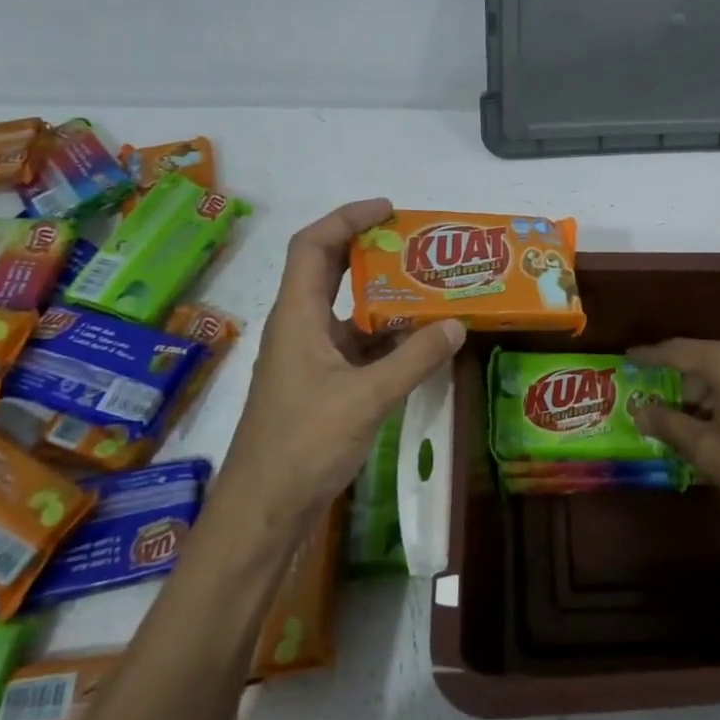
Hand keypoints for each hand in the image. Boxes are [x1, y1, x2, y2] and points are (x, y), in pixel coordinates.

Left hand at [222, 199, 463, 527]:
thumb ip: (413, 360)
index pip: (313, 246)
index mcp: (297, 316)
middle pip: (329, 271)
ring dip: (383, 299)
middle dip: (369, 251)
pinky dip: (385, 339)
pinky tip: (418, 345)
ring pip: (346, 312)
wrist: (263, 510)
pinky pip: (355, 346)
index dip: (347, 218)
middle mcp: (299, 328)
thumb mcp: (367, 398)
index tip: (388, 209)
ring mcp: (308, 358)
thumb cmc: (304, 445)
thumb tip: (456, 325)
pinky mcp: (319, 386)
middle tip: (415, 245)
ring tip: (429, 291)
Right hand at [630, 339, 719, 547]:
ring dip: (708, 392)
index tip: (629, 357)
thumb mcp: (708, 451)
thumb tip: (641, 409)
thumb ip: (669, 424)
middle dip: (681, 381)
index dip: (649, 355)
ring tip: (695, 424)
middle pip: (705, 359)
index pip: (677, 350)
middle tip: (661, 406)